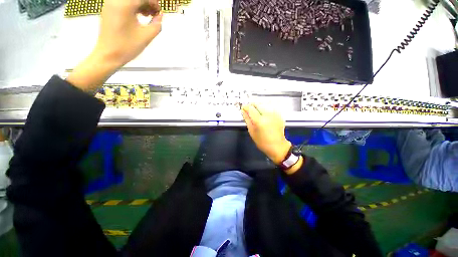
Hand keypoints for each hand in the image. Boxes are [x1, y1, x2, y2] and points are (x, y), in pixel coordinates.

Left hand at [67, 0, 162, 90]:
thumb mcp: (146, 36)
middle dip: (147, 3)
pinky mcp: (108, 10)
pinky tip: (138, 16)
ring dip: (141, 4)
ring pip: (130, 0)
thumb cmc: (127, 46)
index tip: (160, 11)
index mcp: (124, 4)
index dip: (154, 2)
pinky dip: (133, 7)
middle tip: (155, 14)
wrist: (108, 55)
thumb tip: (160, 16)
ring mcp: (110, 4)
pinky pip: (123, 3)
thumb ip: (157, 24)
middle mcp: (115, 0)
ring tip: (147, 16)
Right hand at [241, 103, 290, 164]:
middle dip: (252, 105)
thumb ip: (247, 119)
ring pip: (264, 104)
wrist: (277, 146)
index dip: (245, 107)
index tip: (243, 108)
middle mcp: (268, 115)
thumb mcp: (252, 132)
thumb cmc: (262, 142)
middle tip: (249, 110)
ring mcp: (275, 114)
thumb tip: (243, 111)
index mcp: (260, 121)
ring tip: (256, 112)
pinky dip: (265, 108)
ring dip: (258, 106)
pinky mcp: (279, 115)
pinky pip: (270, 107)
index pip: (250, 108)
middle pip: (258, 103)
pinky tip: (264, 114)